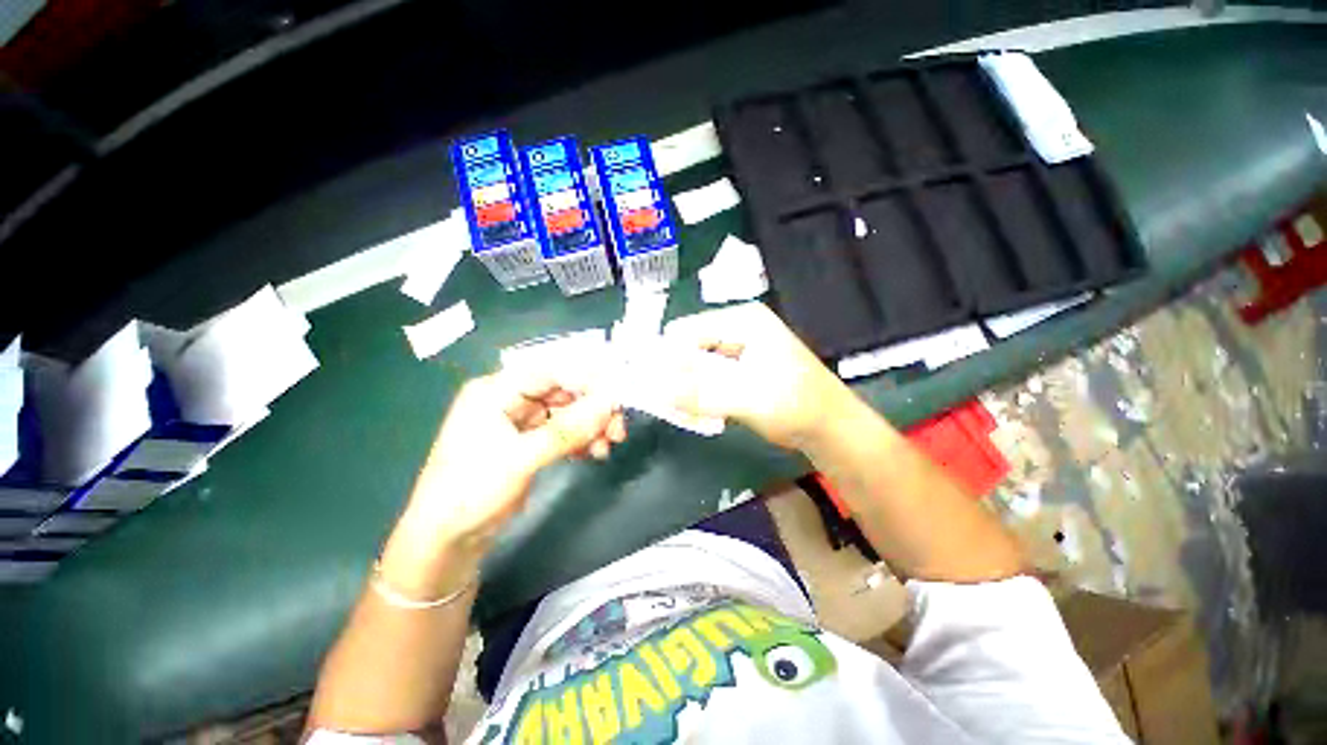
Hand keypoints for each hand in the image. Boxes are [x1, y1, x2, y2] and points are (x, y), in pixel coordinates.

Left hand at [402, 370, 626, 549]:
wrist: (446, 542)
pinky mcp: (528, 443)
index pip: (549, 372)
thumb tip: (609, 402)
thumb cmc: (472, 491)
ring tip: (607, 447)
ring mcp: (520, 422)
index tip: (616, 395)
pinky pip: (563, 433)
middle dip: (592, 409)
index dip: (586, 379)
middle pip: (562, 392)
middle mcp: (509, 400)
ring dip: (590, 427)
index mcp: (496, 391)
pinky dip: (580, 440)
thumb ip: (568, 429)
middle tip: (617, 428)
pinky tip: (593, 454)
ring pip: (567, 413)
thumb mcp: (522, 458)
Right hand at [662, 302, 855, 449]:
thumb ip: (700, 393)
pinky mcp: (739, 368)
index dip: (667, 355)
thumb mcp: (746, 397)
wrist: (828, 428)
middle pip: (690, 345)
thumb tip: (655, 388)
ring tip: (683, 410)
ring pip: (697, 363)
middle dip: (676, 373)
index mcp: (742, 321)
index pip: (688, 329)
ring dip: (686, 386)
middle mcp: (738, 328)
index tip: (652, 384)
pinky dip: (699, 393)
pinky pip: (707, 376)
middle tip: (666, 401)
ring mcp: (739, 348)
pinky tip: (699, 410)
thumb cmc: (794, 405)